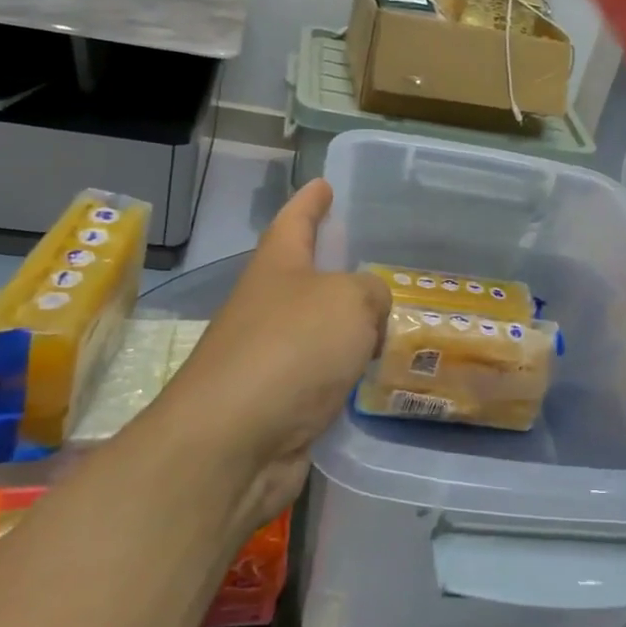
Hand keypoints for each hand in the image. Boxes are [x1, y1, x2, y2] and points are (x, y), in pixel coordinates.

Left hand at [152, 180, 389, 534]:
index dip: (311, 201)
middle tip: (378, 260)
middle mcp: (268, 306)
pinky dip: (346, 371)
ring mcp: (269, 356)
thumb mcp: (350, 301)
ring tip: (391, 320)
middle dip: (335, 267)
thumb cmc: (291, 349)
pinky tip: (375, 374)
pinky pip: (323, 374)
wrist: (234, 442)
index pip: (295, 220)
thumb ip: (372, 293)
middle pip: (306, 276)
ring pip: (318, 329)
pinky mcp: (280, 402)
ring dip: (347, 325)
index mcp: (278, 267)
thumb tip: (369, 314)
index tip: (324, 183)